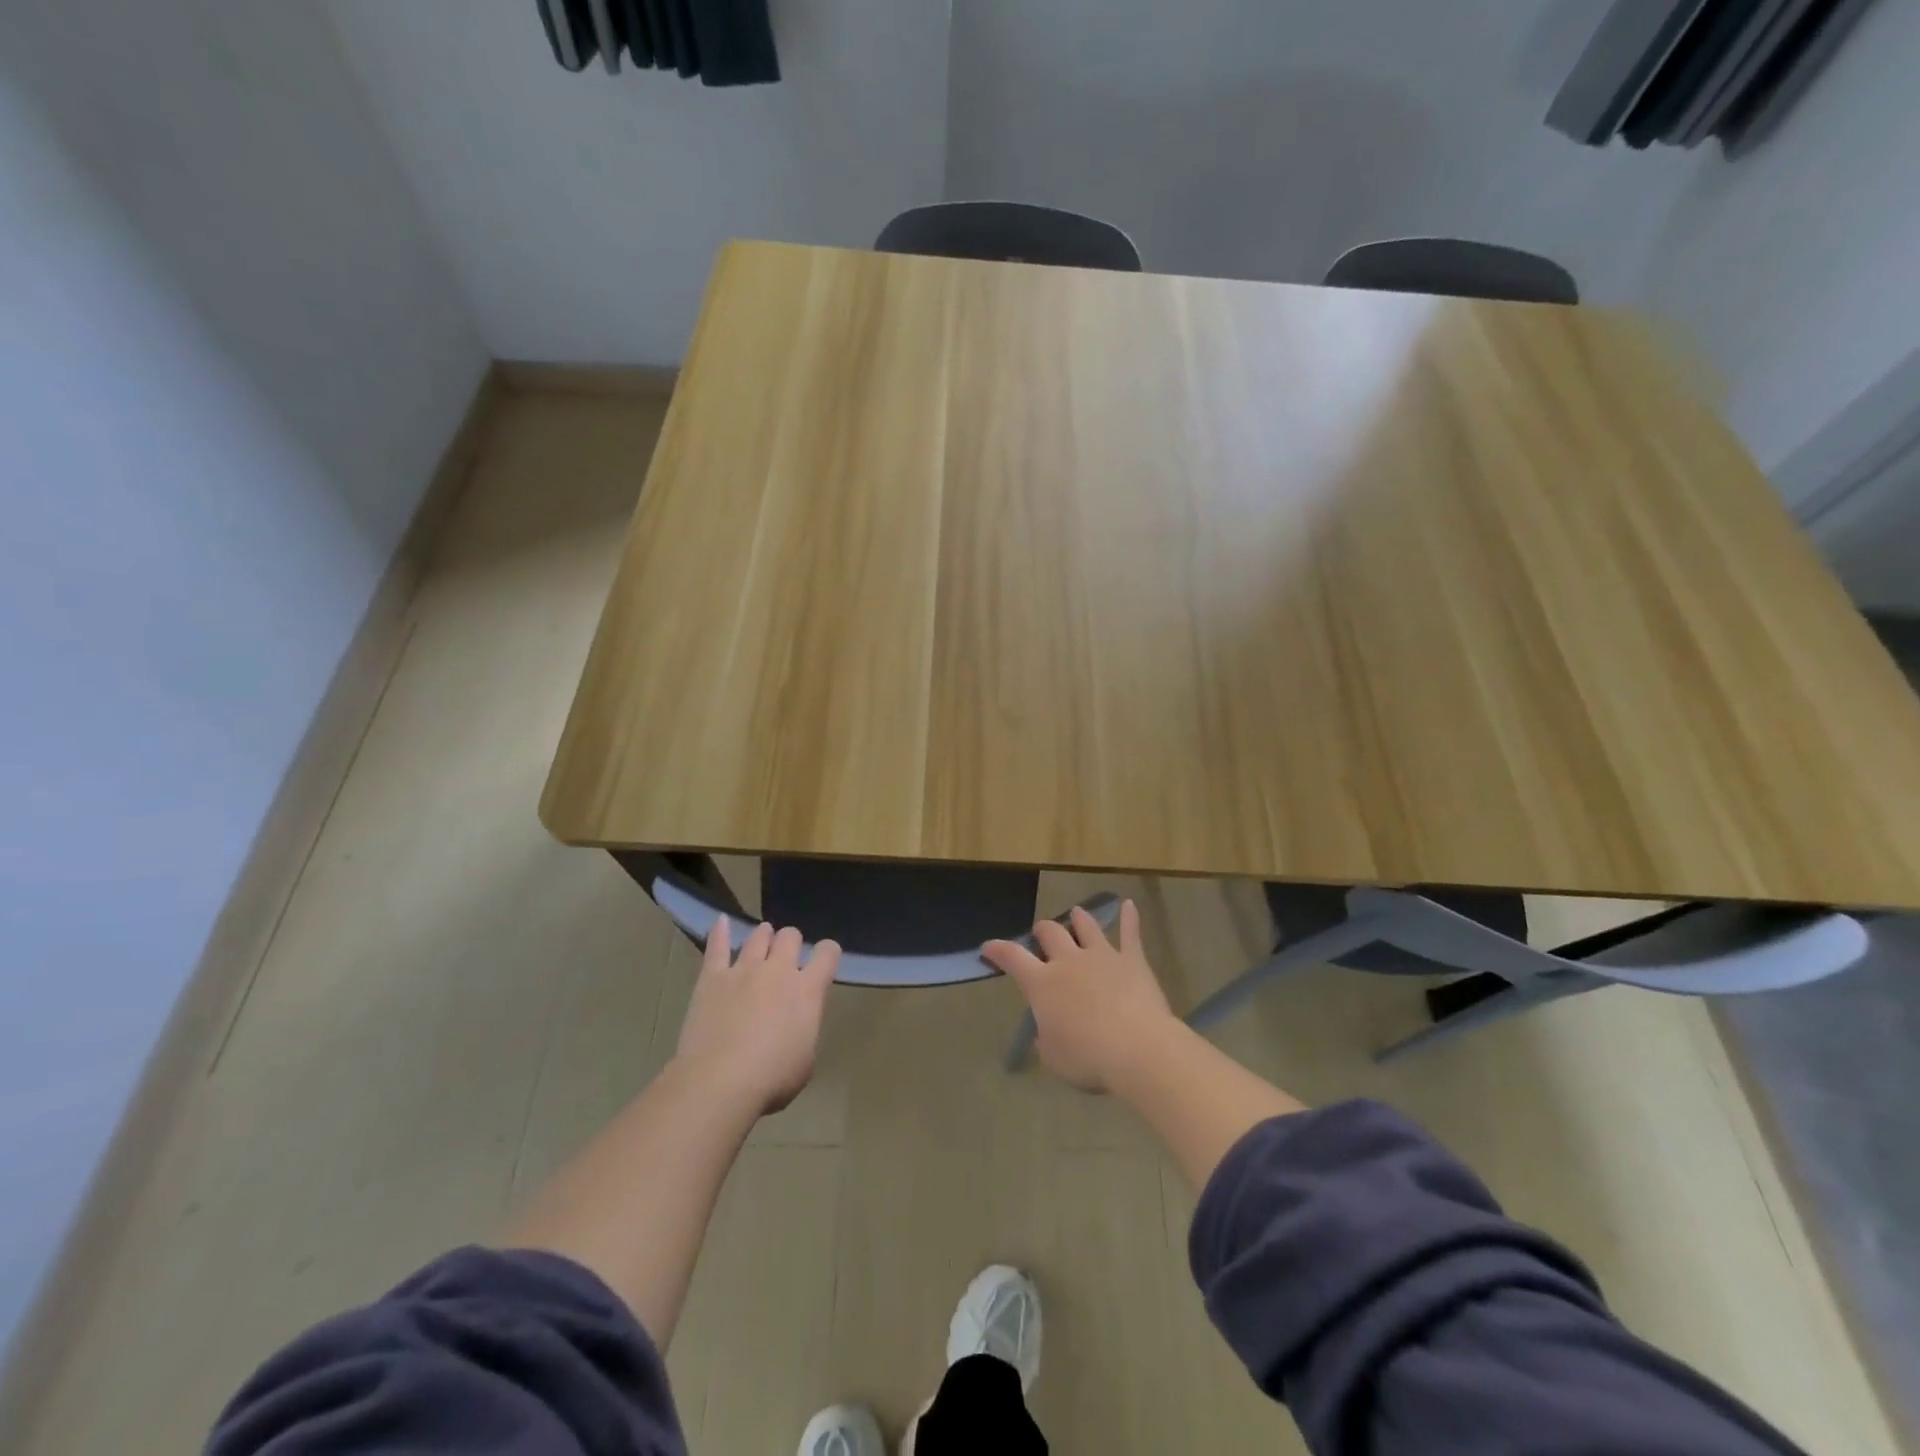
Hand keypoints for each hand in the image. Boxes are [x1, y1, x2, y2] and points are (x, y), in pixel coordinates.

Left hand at [674, 918, 839, 1115]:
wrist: (719, 1082)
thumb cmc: (771, 1079)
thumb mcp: (806, 1060)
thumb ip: (805, 1030)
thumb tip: (797, 1024)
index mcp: (808, 989)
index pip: (828, 953)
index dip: (828, 953)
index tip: (824, 961)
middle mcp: (779, 970)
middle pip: (790, 936)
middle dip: (791, 943)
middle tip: (786, 959)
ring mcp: (744, 969)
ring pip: (758, 936)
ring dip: (764, 936)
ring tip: (762, 942)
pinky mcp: (713, 977)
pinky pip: (717, 946)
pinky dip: (719, 932)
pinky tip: (720, 921)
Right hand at [983, 901, 1175, 1092]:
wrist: (1138, 1049)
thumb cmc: (1087, 1058)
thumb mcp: (1052, 1057)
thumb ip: (1046, 1038)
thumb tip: (1048, 1029)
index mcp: (1042, 983)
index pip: (1012, 957)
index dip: (998, 950)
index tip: (988, 946)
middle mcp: (1068, 961)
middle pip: (1050, 932)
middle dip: (1042, 931)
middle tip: (1041, 935)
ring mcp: (1102, 955)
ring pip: (1086, 925)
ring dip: (1079, 918)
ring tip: (1076, 913)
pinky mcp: (1132, 960)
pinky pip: (1130, 933)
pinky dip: (1130, 918)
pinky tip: (1129, 905)